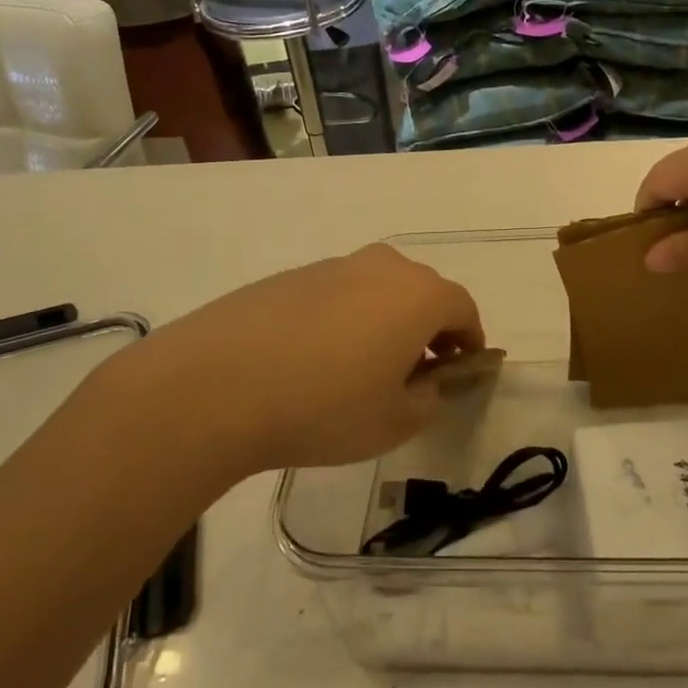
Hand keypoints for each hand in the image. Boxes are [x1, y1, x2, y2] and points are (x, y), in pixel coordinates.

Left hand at [97, 244, 484, 479]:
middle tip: (416, 372)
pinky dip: (345, 319)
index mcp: (418, 295)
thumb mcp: (395, 421)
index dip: (470, 341)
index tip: (463, 369)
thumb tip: (426, 381)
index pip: (463, 309)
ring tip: (363, 369)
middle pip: (422, 293)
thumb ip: (428, 398)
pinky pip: (337, 294)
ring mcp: (333, 266)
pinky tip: (316, 360)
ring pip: (378, 291)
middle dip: (429, 329)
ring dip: (386, 322)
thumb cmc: (324, 406)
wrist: (217, 384)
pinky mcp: (291, 276)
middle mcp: (382, 267)